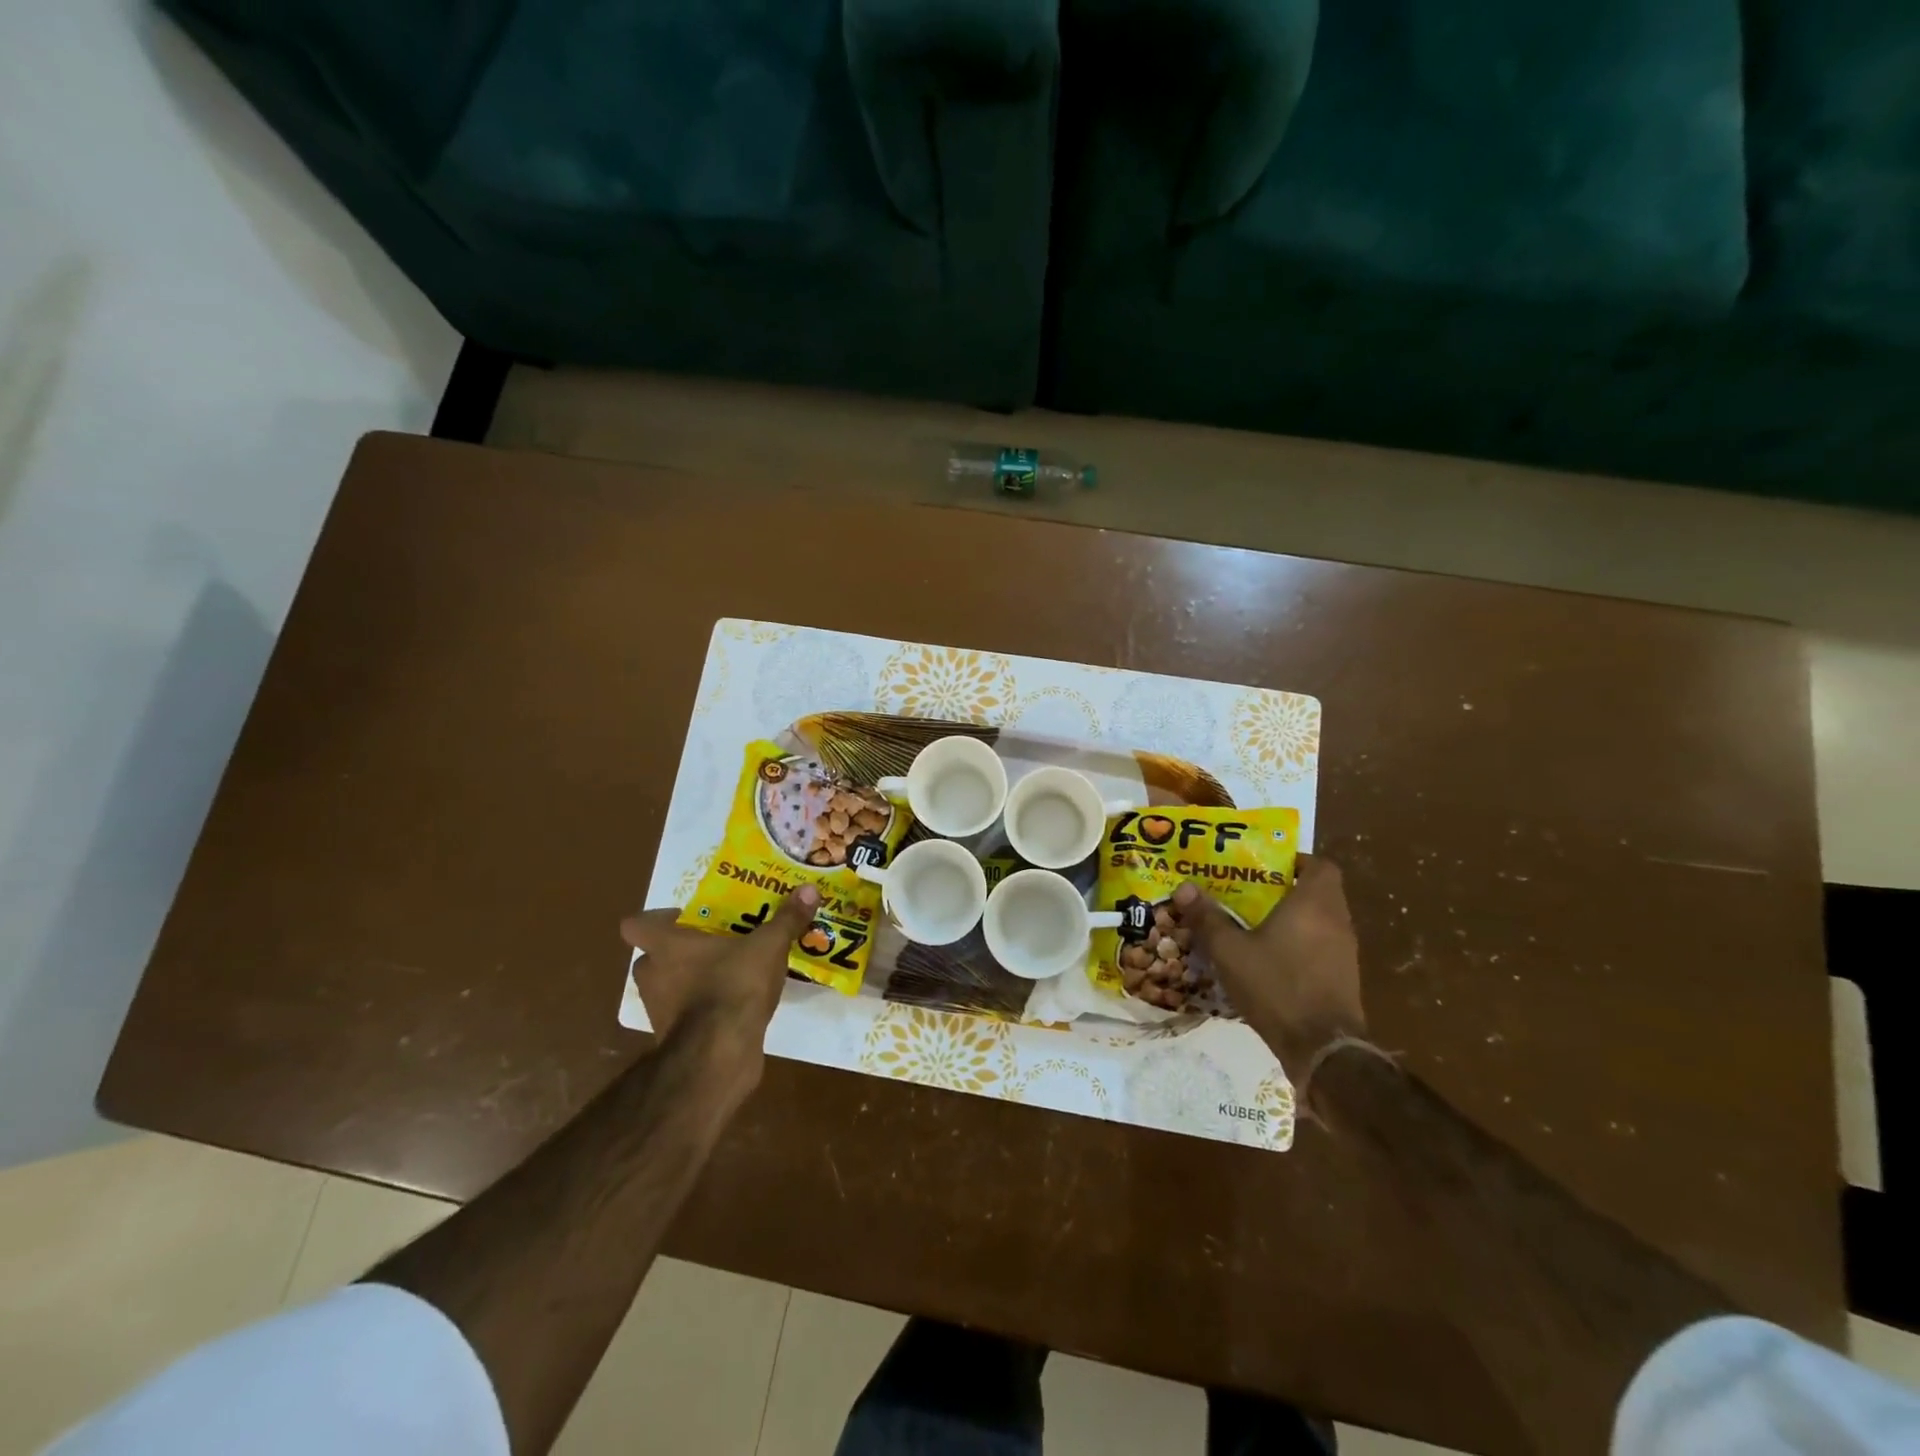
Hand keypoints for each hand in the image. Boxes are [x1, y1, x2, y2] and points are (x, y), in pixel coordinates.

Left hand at [620, 886, 819, 1059]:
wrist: (720, 1055)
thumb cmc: (733, 986)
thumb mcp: (769, 946)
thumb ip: (787, 919)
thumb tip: (809, 889)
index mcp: (665, 945)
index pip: (635, 925)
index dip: (654, 919)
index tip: (683, 918)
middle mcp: (653, 975)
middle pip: (652, 956)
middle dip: (678, 951)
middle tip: (714, 942)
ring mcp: (660, 1011)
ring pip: (669, 986)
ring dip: (691, 981)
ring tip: (730, 972)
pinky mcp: (676, 1039)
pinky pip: (686, 1014)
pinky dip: (704, 1009)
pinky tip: (736, 1004)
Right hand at [1174, 856, 1364, 1080]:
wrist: (1323, 1049)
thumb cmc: (1276, 986)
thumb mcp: (1230, 951)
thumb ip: (1208, 918)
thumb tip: (1184, 887)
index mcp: (1314, 904)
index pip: (1319, 865)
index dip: (1295, 862)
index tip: (1264, 867)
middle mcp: (1336, 921)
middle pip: (1318, 892)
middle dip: (1285, 889)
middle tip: (1248, 892)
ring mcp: (1345, 952)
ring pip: (1320, 921)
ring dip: (1293, 918)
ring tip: (1254, 923)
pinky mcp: (1343, 978)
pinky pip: (1321, 947)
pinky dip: (1300, 944)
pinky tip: (1270, 958)